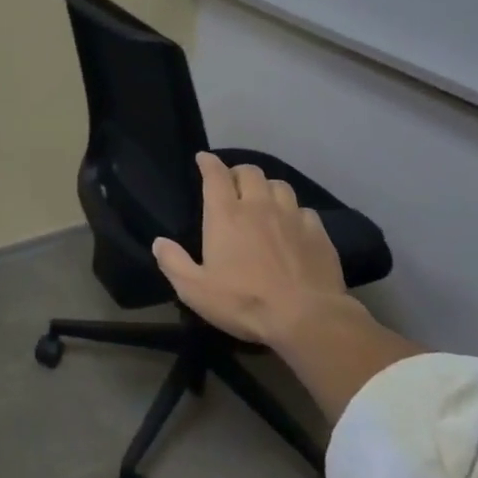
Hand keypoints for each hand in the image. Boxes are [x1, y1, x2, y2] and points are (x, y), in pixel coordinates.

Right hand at [152, 152, 353, 347]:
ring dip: (267, 188)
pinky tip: (293, 226)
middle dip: (238, 172)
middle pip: (250, 172)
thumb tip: (159, 242)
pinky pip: (304, 210)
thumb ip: (173, 263)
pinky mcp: (318, 233)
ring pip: (280, 185)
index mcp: (226, 214)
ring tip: (264, 200)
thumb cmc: (244, 301)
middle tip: (233, 184)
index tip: (203, 159)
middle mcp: (259, 206)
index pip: (215, 174)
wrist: (307, 318)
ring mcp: (292, 217)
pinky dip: (295, 212)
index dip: (208, 162)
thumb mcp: (195, 290)